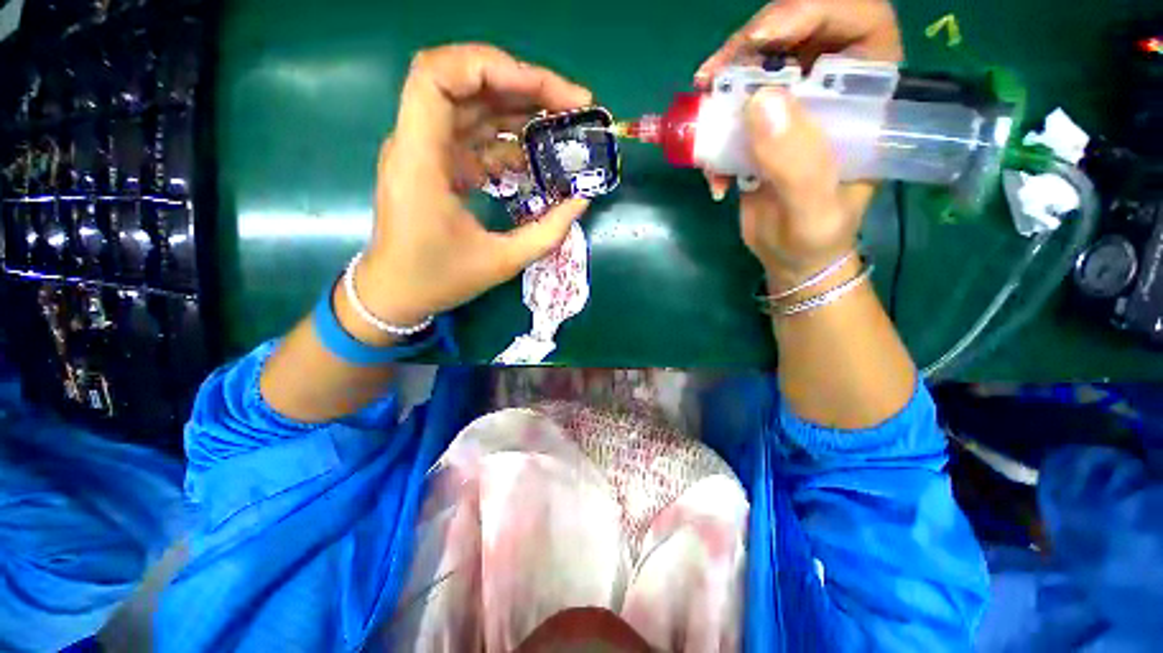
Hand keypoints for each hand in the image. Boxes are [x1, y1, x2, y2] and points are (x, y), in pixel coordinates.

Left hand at [358, 44, 593, 326]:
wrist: (395, 294)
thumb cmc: (438, 280)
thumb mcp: (502, 262)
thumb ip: (547, 232)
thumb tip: (582, 199)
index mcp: (421, 160)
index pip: (438, 76)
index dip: (491, 67)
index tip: (544, 91)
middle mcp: (417, 144)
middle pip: (466, 83)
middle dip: (523, 85)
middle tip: (573, 106)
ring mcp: (426, 153)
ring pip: (473, 107)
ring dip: (520, 110)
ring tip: (563, 127)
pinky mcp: (437, 166)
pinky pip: (474, 137)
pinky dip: (507, 140)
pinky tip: (534, 158)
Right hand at [695, 0, 902, 285]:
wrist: (790, 256)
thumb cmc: (816, 237)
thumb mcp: (814, 210)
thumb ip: (797, 163)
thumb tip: (759, 101)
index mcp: (867, 100)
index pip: (858, 24)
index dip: (814, 11)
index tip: (764, 38)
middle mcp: (831, 93)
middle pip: (797, 34)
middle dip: (751, 47)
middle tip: (713, 77)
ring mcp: (792, 110)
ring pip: (758, 67)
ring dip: (723, 87)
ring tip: (702, 115)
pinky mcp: (760, 130)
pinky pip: (731, 110)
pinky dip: (711, 131)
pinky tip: (711, 172)